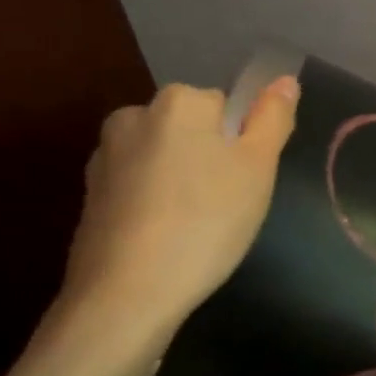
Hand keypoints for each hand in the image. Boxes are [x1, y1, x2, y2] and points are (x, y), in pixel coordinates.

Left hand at [51, 77, 299, 374]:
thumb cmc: (205, 223)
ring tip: (195, 229)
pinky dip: (155, 205)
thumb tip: (285, 80)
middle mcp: (134, 116)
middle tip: (226, 207)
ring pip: (165, 159)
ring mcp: (105, 157)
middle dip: (210, 160)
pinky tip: (165, 240)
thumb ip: (272, 118)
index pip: (226, 106)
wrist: (125, 295)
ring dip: (182, 182)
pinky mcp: (90, 196)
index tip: (244, 183)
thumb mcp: (258, 168)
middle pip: (192, 130)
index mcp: (178, 101)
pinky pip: (139, 188)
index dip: (242, 144)